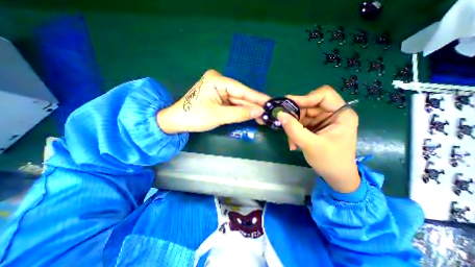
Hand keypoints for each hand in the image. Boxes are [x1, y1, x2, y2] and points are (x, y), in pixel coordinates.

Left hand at [157, 70, 270, 133]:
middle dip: (254, 105)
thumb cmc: (194, 116)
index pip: (242, 90)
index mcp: (217, 80)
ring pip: (238, 101)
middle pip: (241, 95)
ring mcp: (219, 90)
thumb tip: (259, 112)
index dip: (257, 97)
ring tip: (263, 117)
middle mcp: (219, 82)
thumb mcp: (219, 115)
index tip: (271, 102)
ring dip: (249, 109)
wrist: (176, 122)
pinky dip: (242, 111)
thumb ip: (240, 113)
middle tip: (269, 112)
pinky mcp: (219, 98)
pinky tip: (252, 115)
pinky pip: (233, 105)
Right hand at [275, 86, 360, 192]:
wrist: (336, 176)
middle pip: (309, 105)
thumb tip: (279, 114)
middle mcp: (333, 114)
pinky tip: (294, 143)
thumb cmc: (329, 161)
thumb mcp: (310, 145)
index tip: (288, 105)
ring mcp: (323, 120)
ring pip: (302, 114)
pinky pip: (301, 123)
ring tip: (291, 141)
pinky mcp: (316, 127)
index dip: (305, 98)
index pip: (323, 95)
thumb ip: (294, 129)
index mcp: (341, 114)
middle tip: (285, 125)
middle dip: (296, 116)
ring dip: (294, 126)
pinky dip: (295, 131)